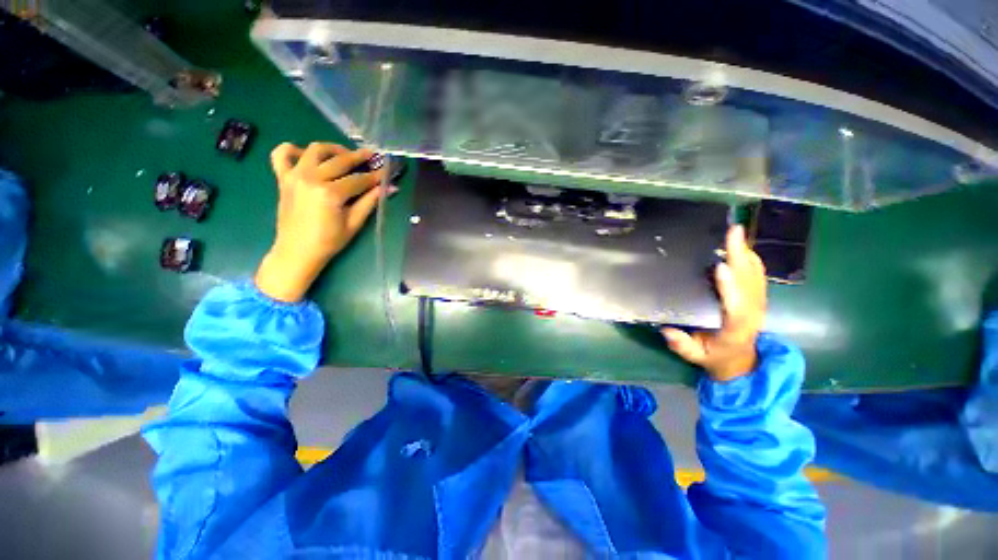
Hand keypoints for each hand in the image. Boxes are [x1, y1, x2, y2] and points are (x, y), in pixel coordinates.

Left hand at [254, 142, 389, 302]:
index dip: (375, 176)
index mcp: (330, 193)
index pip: (359, 179)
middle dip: (359, 157)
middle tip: (372, 156)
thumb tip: (388, 188)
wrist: (297, 251)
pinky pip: (282, 154)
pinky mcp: (283, 178)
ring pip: (315, 150)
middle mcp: (311, 178)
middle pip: (340, 160)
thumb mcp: (354, 223)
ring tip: (345, 155)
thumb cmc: (329, 241)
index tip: (387, 171)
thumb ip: (370, 202)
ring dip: (333, 149)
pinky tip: (306, 156)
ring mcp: (295, 176)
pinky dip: (294, 150)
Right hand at [661, 225, 766, 381]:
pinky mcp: (756, 298)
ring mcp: (757, 304)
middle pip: (749, 282)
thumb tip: (667, 331)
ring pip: (755, 275)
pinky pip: (757, 275)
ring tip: (735, 233)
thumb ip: (682, 345)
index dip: (729, 287)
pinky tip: (741, 246)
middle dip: (740, 256)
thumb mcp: (695, 356)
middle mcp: (751, 313)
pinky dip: (751, 259)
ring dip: (746, 253)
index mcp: (736, 329)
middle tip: (733, 233)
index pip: (735, 307)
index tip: (720, 268)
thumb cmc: (715, 356)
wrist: (740, 360)